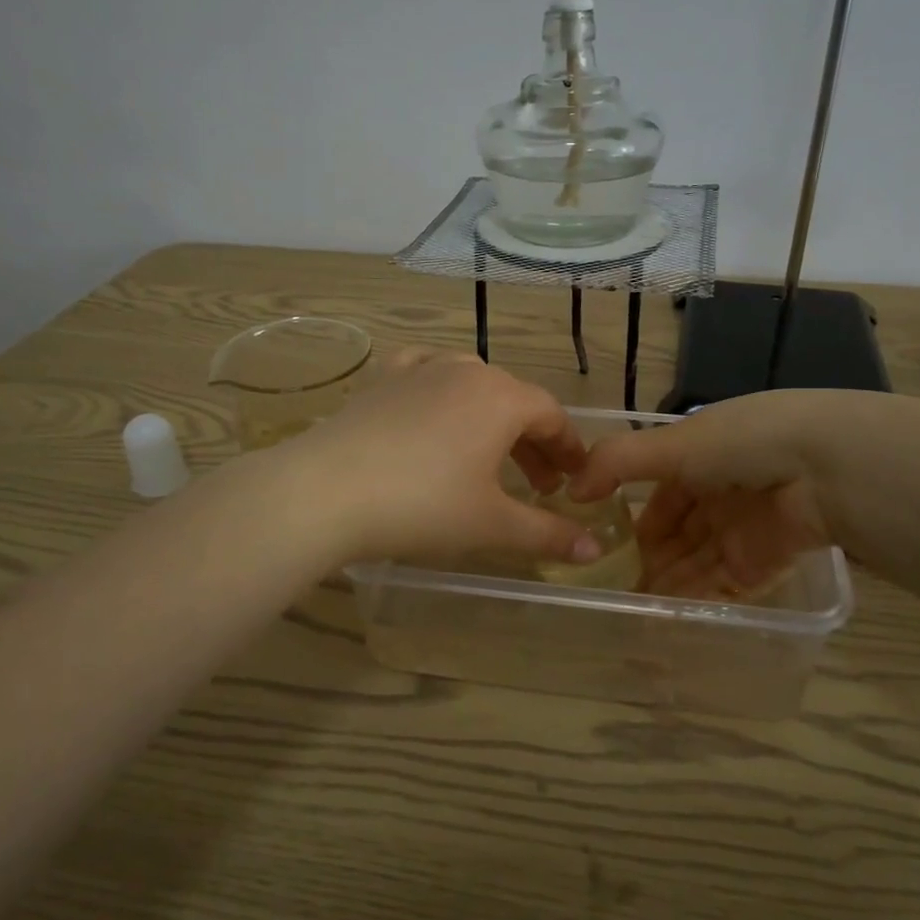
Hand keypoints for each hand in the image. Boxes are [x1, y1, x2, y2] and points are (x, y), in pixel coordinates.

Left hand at [279, 351, 604, 565]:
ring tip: (489, 453)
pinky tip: (434, 405)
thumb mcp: (491, 524)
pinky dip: (440, 389)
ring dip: (491, 418)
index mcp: (502, 398)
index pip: (553, 416)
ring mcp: (420, 368)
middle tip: (539, 484)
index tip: (574, 478)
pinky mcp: (383, 378)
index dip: (569, 448)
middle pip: (515, 400)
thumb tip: (594, 551)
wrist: (325, 491)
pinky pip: (425, 371)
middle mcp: (466, 370)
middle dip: (533, 442)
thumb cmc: (423, 505)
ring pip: (472, 384)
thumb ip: (547, 534)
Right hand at [570, 391, 858, 597]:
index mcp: (703, 458)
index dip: (634, 520)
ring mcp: (745, 532)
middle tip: (610, 588)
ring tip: (629, 612)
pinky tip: (663, 620)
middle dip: (647, 560)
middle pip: (678, 535)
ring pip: (695, 564)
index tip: (602, 544)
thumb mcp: (671, 443)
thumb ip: (616, 462)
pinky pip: (722, 588)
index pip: (662, 496)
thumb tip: (571, 488)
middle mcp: (723, 495)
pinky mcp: (765, 565)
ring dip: (665, 586)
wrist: (825, 470)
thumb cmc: (740, 444)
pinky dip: (694, 602)